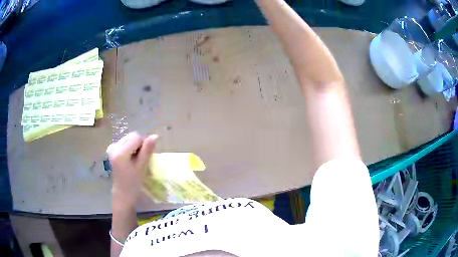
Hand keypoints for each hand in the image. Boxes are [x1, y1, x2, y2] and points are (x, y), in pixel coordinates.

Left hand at [107, 132, 157, 205]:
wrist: (123, 192)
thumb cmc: (134, 183)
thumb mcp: (142, 167)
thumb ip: (147, 150)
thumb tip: (154, 136)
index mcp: (120, 152)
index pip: (136, 137)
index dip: (144, 145)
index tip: (144, 157)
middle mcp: (114, 147)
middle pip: (131, 136)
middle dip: (138, 145)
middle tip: (140, 159)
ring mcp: (111, 148)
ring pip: (128, 138)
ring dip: (134, 146)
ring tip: (134, 160)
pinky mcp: (111, 150)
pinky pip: (124, 142)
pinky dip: (129, 148)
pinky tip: (129, 158)